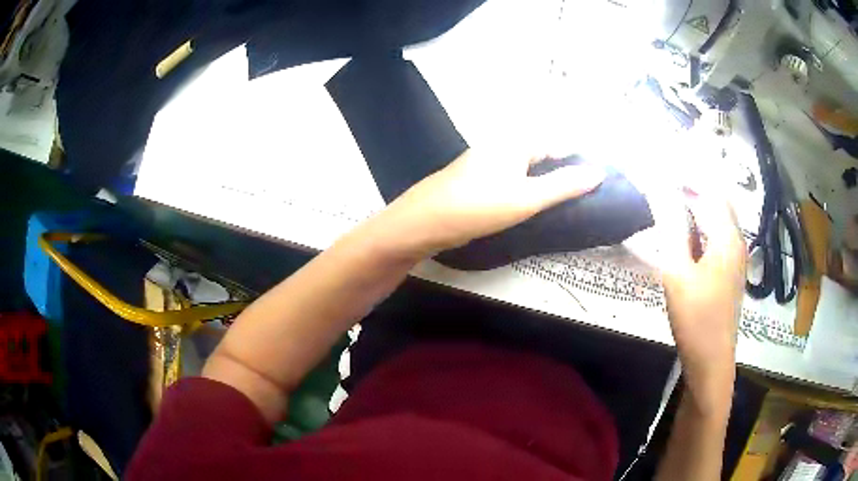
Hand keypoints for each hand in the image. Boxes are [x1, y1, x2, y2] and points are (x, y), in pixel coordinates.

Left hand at [374, 148, 605, 257]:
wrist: (423, 223)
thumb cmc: (478, 206)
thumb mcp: (527, 198)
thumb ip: (564, 185)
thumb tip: (598, 172)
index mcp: (514, 142)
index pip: (556, 143)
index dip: (578, 159)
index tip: (599, 180)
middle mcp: (500, 146)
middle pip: (541, 155)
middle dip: (563, 172)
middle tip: (585, 196)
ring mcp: (486, 163)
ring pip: (526, 169)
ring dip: (545, 183)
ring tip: (566, 203)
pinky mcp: (477, 182)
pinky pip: (511, 180)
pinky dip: (526, 190)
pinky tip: (533, 206)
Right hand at [658, 194, 746, 412]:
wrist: (711, 362)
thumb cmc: (696, 318)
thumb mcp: (678, 272)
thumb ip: (671, 229)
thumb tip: (660, 190)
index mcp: (727, 236)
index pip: (708, 190)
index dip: (685, 175)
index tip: (659, 167)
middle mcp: (735, 241)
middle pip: (716, 200)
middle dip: (692, 187)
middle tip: (663, 183)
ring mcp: (734, 258)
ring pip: (716, 219)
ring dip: (695, 207)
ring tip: (668, 204)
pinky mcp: (728, 272)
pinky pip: (715, 237)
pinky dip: (699, 227)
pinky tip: (683, 236)